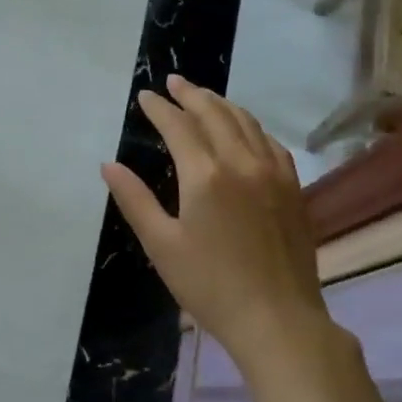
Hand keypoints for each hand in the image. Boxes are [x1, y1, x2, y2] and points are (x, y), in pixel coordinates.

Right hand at [102, 75, 332, 369]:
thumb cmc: (210, 285)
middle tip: (173, 82)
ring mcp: (273, 173)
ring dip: (222, 104)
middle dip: (191, 94)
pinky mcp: (292, 188)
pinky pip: (271, 142)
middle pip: (215, 113)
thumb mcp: (161, 245)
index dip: (159, 108)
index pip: (178, 126)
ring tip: (204, 96)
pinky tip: (246, 129)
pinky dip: (252, 126)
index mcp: (205, 175)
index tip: (144, 96)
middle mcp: (241, 162)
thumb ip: (134, 199)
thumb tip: (108, 166)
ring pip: (246, 122)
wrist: (277, 319)